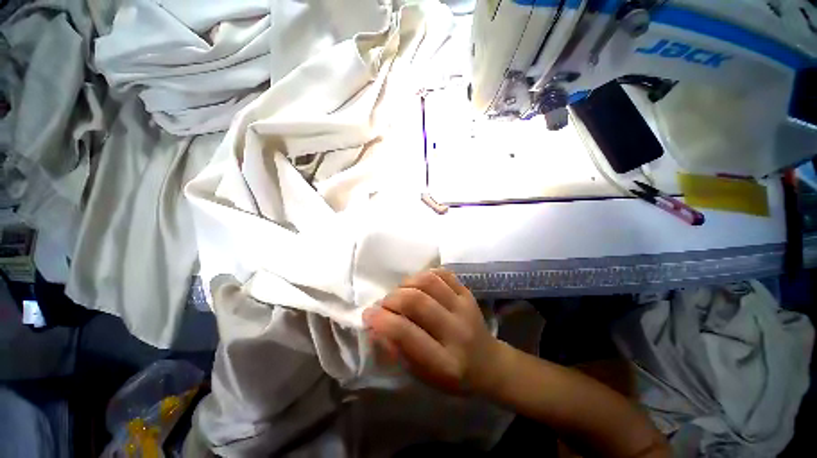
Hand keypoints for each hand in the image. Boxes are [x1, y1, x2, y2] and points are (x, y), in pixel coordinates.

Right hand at [363, 269, 509, 395]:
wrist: (489, 363)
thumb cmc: (452, 377)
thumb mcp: (422, 376)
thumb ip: (398, 351)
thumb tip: (375, 326)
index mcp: (444, 362)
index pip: (406, 334)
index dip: (382, 321)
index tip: (368, 314)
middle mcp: (457, 332)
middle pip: (417, 302)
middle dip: (392, 299)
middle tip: (384, 304)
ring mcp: (465, 308)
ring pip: (429, 282)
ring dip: (407, 283)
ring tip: (401, 292)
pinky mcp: (468, 293)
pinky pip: (443, 274)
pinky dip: (425, 274)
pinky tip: (419, 284)